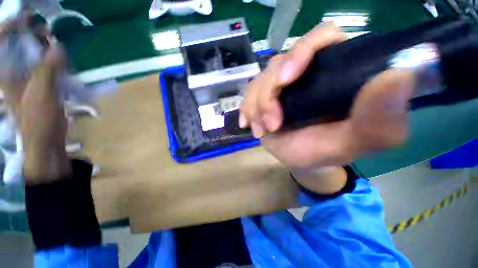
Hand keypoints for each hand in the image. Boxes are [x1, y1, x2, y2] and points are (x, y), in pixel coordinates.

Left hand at [1, 18, 69, 183]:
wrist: (45, 138)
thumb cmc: (37, 119)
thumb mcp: (41, 92)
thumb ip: (48, 68)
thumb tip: (58, 46)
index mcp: (5, 73)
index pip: (1, 43)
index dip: (10, 26)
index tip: (27, 17)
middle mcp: (12, 71)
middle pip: (16, 45)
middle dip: (29, 34)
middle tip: (45, 29)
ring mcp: (24, 78)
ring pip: (30, 54)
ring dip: (41, 46)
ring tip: (53, 41)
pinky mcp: (37, 84)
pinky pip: (41, 64)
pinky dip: (49, 58)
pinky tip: (58, 58)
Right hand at [239, 24, 415, 169]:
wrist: (301, 160)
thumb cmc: (327, 150)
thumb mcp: (356, 141)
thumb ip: (380, 118)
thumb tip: (398, 76)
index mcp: (337, 70)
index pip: (320, 38)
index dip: (300, 53)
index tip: (285, 80)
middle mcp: (307, 71)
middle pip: (280, 63)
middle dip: (268, 94)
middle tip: (271, 124)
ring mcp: (282, 84)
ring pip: (259, 80)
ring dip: (255, 106)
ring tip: (261, 129)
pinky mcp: (265, 96)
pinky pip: (249, 93)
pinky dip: (246, 109)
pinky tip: (249, 124)